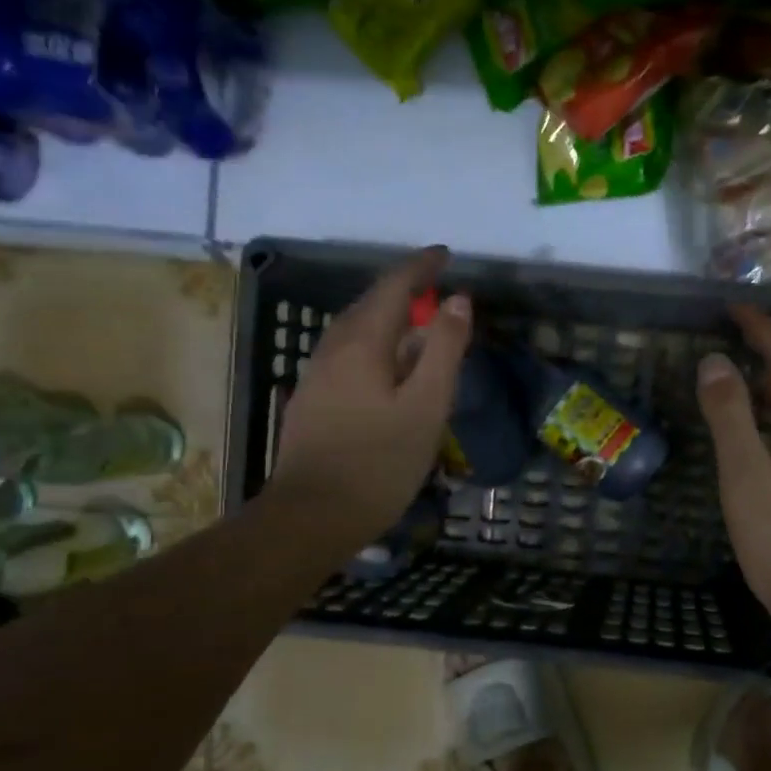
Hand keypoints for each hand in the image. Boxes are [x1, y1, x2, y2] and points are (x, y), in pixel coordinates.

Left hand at [270, 247, 469, 555]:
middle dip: (401, 289)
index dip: (420, 267)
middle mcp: (332, 349)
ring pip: (354, 331)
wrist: (313, 515)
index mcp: (362, 343)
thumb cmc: (380, 462)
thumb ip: (445, 350)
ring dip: (385, 318)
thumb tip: (458, 300)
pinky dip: (373, 345)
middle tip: (434, 286)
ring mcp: (317, 376)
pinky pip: (347, 355)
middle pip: (368, 304)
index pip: (393, 287)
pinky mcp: (312, 401)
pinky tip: (385, 368)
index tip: (445, 255)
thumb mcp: (427, 405)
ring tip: (415, 324)